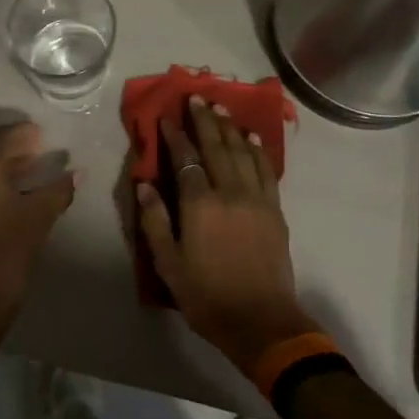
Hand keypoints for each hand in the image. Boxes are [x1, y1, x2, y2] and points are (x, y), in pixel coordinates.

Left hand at [0, 119, 75, 345]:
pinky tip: (16, 189)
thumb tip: (78, 172)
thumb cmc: (9, 252)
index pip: (3, 139)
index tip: (44, 132)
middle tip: (41, 147)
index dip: (25, 134)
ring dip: (5, 166)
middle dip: (15, 149)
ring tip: (33, 167)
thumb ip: (59, 189)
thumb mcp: (39, 216)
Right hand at [135, 96, 318, 373]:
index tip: (167, 116)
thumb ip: (155, 221)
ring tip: (221, 107)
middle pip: (216, 147)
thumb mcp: (168, 265)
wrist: (261, 321)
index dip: (175, 136)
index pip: (186, 160)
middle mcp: (229, 193)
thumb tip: (145, 184)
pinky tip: (251, 137)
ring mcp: (256, 199)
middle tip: (197, 97)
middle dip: (205, 120)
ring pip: (242, 153)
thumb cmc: (207, 296)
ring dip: (230, 127)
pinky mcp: (274, 210)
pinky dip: (257, 150)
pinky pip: (265, 170)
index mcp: (200, 205)